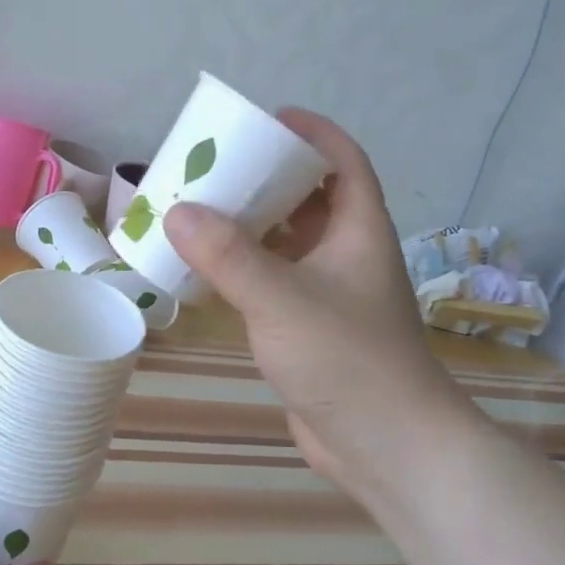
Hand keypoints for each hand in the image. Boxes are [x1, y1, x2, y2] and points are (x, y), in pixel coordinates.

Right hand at [162, 109, 475, 508]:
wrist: (386, 446)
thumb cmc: (347, 358)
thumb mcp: (282, 299)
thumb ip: (228, 256)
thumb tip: (177, 211)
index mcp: (358, 230)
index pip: (344, 161)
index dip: (314, 133)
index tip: (271, 117)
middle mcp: (347, 254)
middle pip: (310, 199)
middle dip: (268, 178)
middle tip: (218, 166)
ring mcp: (330, 294)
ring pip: (289, 243)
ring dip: (252, 226)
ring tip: (202, 210)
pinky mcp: (310, 329)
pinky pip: (274, 282)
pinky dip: (244, 270)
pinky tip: (206, 269)